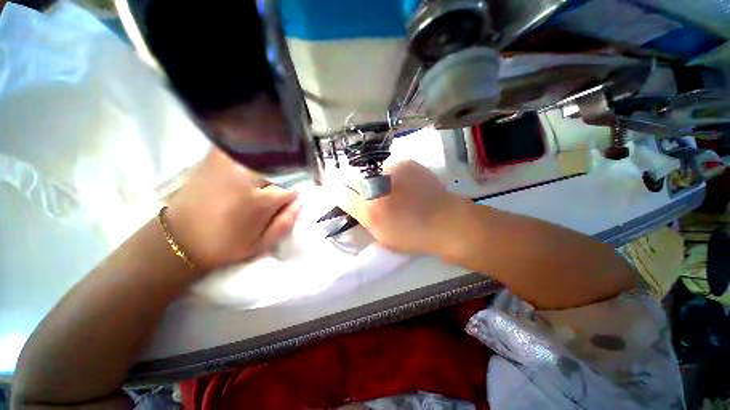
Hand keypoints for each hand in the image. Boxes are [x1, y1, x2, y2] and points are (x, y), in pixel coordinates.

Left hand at [165, 148, 299, 270]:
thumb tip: (298, 202)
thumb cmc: (223, 245)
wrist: (179, 237)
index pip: (291, 188)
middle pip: (281, 168)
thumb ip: (285, 223)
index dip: (293, 195)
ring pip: (265, 152)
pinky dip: (254, 146)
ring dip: (274, 158)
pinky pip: (244, 144)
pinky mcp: (215, 155)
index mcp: (259, 200)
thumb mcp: (260, 245)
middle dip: (287, 176)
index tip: (289, 200)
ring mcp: (229, 162)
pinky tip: (256, 153)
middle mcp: (246, 176)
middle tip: (282, 187)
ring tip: (273, 169)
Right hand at [335, 160, 465, 253]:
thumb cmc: (412, 236)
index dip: (338, 194)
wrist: (447, 221)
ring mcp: (392, 168)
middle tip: (368, 196)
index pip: (339, 193)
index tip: (343, 198)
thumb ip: (362, 218)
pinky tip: (402, 184)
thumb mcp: (381, 235)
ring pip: (371, 172)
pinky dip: (389, 175)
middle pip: (352, 178)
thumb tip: (350, 204)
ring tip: (389, 191)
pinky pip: (387, 167)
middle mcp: (377, 185)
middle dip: (354, 187)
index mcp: (370, 209)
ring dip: (373, 181)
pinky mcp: (406, 161)